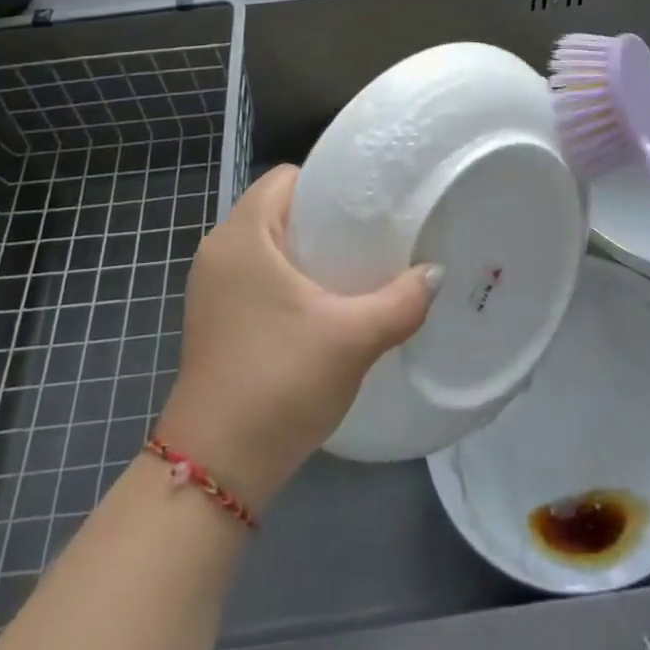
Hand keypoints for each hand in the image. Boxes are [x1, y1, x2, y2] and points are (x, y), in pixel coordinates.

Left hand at [152, 166, 438, 510]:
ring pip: (270, 247)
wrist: (215, 472)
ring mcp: (212, 289)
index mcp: (242, 236)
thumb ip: (402, 300)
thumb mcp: (352, 338)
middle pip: (280, 210)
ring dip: (309, 253)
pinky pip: (259, 277)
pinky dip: (290, 280)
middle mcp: (219, 251)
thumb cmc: (279, 382)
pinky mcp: (215, 320)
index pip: (287, 177)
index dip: (329, 183)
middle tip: (373, 236)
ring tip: (356, 269)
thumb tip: (437, 273)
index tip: (369, 203)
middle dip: (326, 219)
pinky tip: (325, 307)